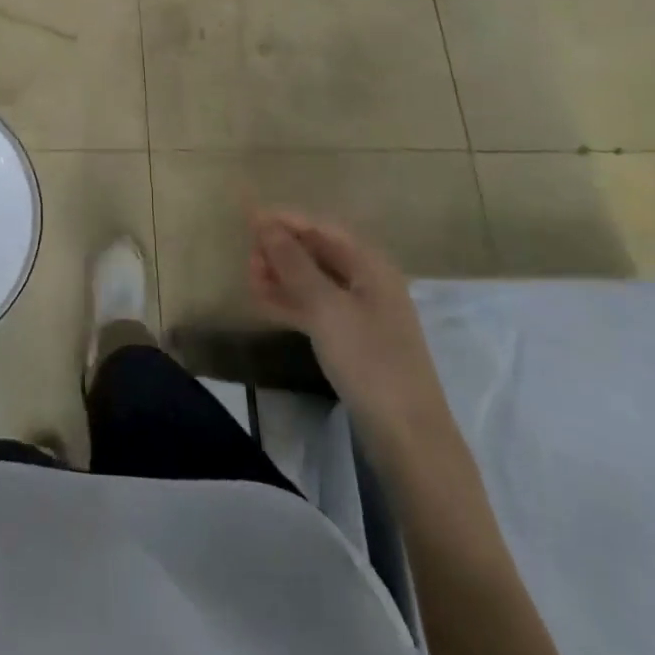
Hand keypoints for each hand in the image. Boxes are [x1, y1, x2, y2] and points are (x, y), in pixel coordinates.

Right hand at [247, 207, 457, 461]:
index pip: (321, 227)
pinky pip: (316, 307)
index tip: (247, 219)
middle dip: (281, 249)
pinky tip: (262, 303)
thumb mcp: (325, 307)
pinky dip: (290, 301)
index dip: (284, 220)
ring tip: (249, 278)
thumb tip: (264, 224)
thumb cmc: (368, 360)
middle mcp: (368, 281)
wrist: (407, 436)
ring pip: (314, 280)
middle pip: (318, 252)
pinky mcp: (353, 339)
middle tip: (247, 257)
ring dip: (281, 275)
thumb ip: (293, 263)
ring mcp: (361, 312)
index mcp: (370, 265)